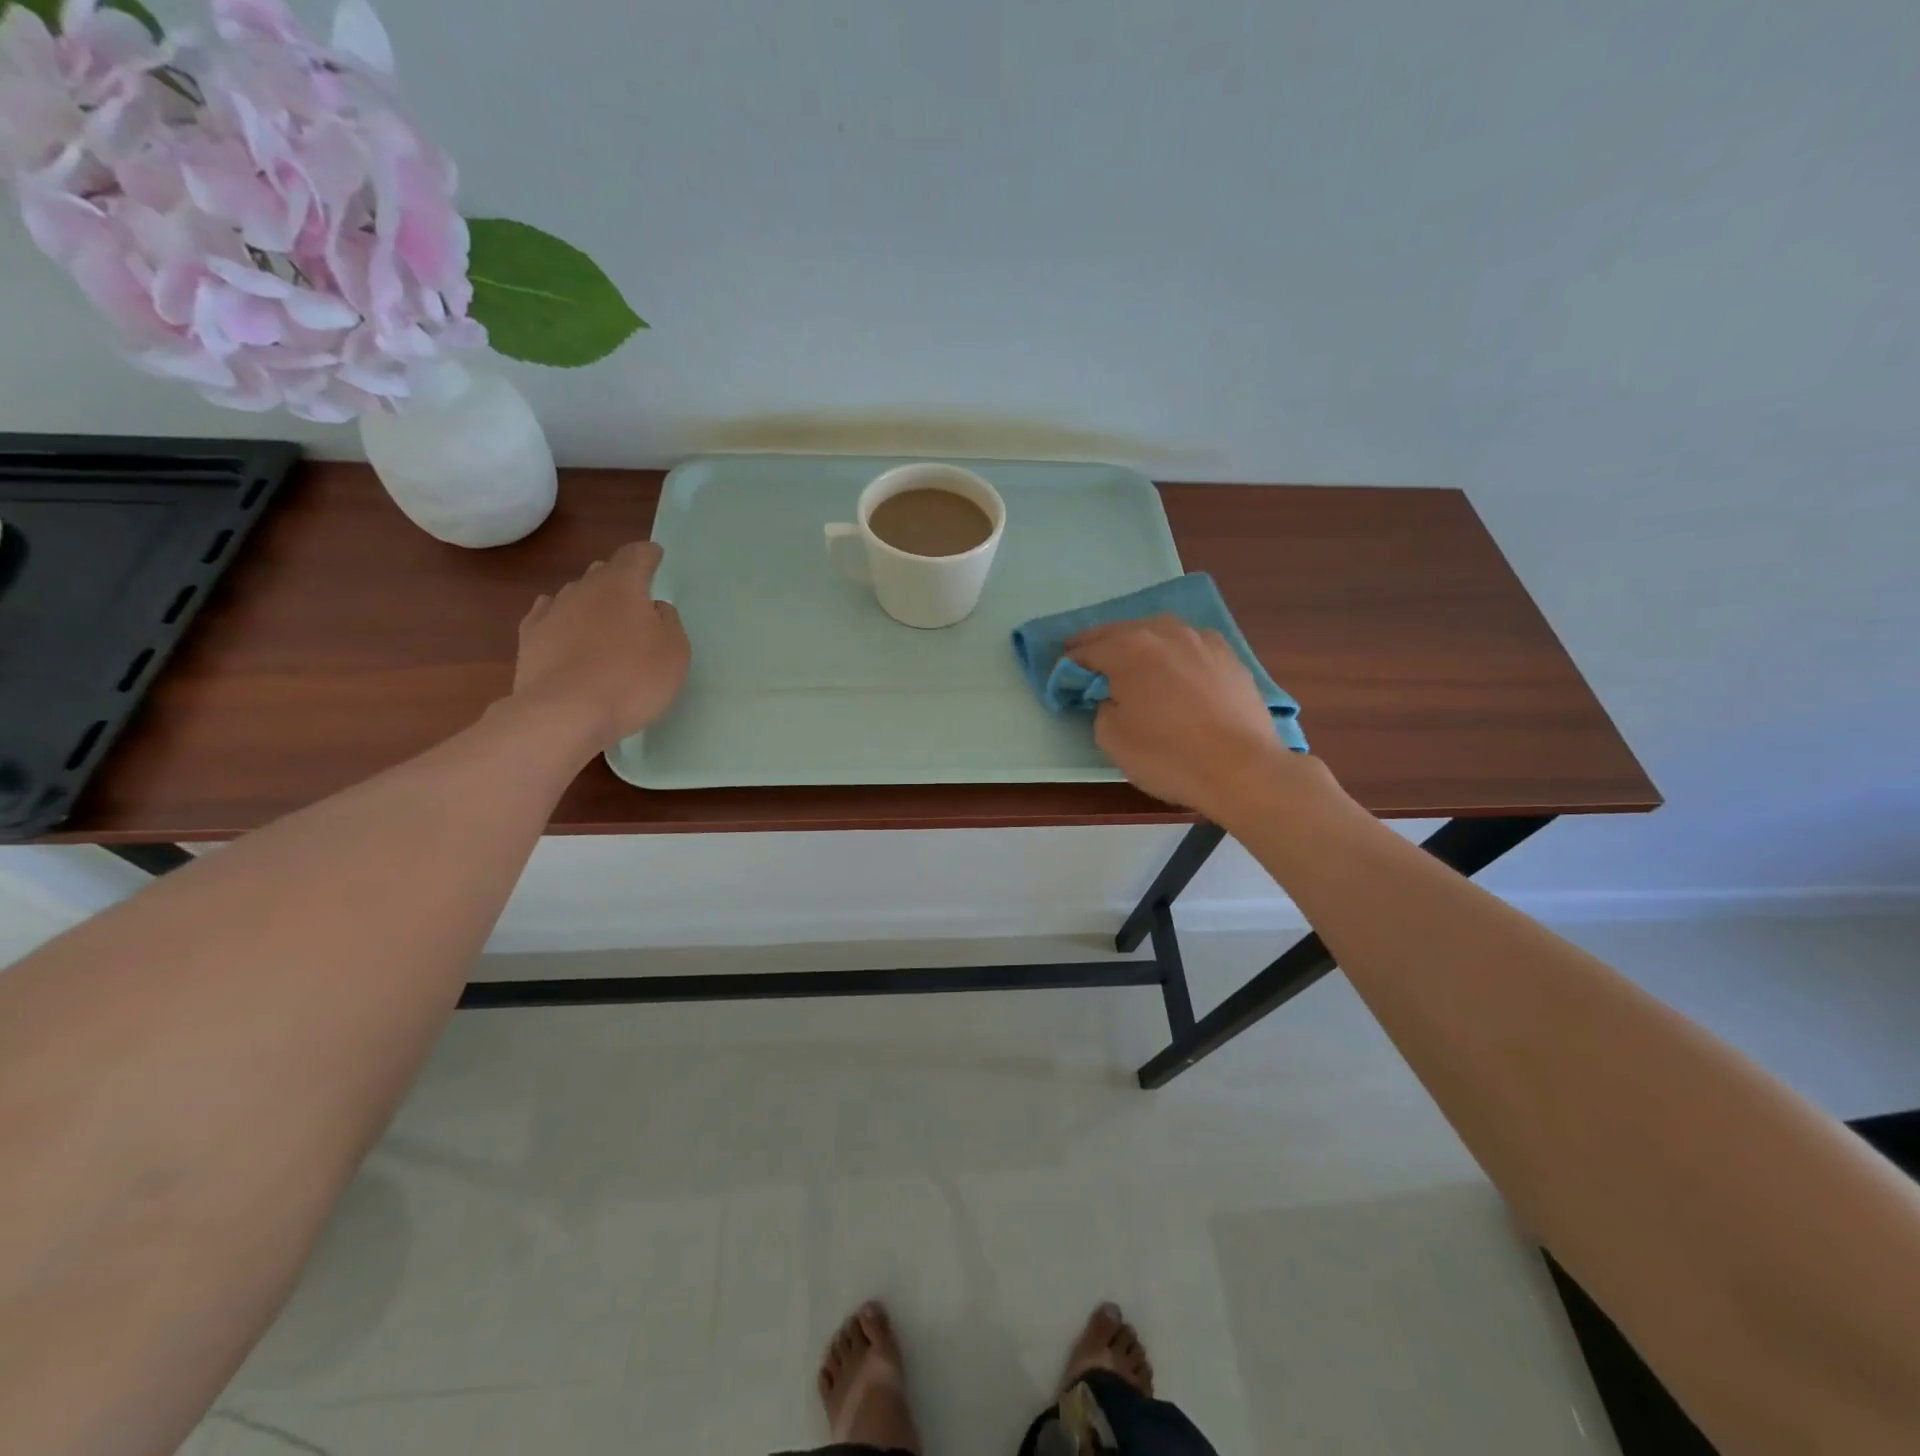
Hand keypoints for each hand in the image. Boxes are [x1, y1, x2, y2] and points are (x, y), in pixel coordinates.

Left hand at [510, 541, 690, 748]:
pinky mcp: (530, 638)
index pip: (636, 555)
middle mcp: (584, 588)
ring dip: (591, 601)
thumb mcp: (675, 652)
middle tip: (634, 598)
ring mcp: (552, 611)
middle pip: (603, 572)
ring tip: (602, 621)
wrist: (564, 714)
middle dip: (619, 578)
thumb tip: (655, 608)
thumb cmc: (632, 680)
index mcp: (623, 585)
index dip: (648, 554)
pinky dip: (562, 619)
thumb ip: (669, 622)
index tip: (656, 557)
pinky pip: (549, 616)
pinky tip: (566, 631)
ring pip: (575, 593)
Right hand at [1067, 616, 1294, 817]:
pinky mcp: (1228, 655)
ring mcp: (1201, 640)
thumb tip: (1112, 697)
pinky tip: (1174, 665)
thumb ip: (1102, 708)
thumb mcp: (1112, 738)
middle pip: (1121, 631)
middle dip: (1099, 644)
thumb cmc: (1168, 755)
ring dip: (1138, 641)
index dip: (1069, 664)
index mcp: (1128, 649)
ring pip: (1158, 631)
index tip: (1060, 677)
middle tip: (1085, 659)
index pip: (1087, 650)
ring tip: (1129, 658)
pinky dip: (1173, 650)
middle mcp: (1163, 632)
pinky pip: (1189, 644)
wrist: (1242, 769)